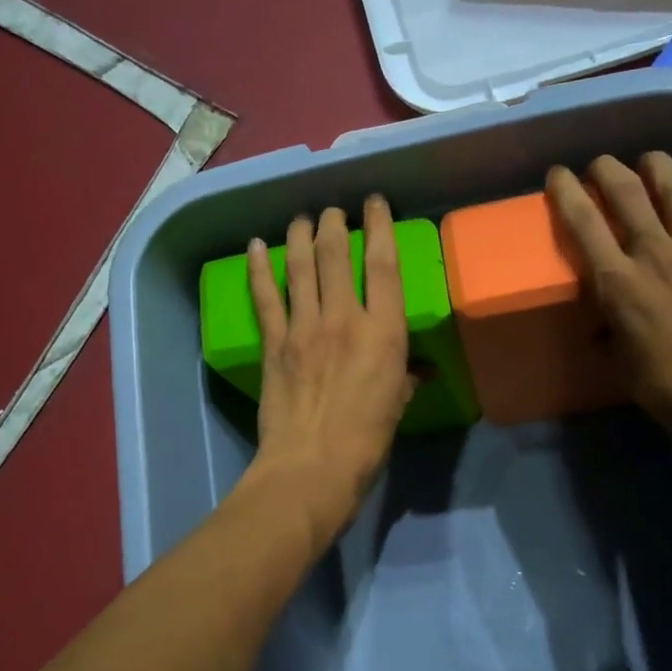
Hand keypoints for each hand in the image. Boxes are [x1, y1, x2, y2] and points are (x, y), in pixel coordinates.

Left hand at [241, 196, 416, 547]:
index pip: (384, 265)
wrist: (313, 467)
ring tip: (302, 219)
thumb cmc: (368, 441)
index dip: (380, 227)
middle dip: (335, 225)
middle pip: (336, 255)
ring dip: (300, 236)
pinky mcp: (274, 343)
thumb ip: (405, 379)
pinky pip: (265, 297)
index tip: (374, 203)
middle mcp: (344, 318)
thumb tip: (417, 371)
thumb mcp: (398, 406)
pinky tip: (254, 247)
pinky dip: (258, 269)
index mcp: (384, 333)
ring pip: (299, 267)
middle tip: (334, 212)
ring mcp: (304, 328)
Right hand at [546, 153, 671, 453]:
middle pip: (626, 191)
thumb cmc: (669, 388)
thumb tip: (602, 327)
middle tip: (600, 165)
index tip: (558, 175)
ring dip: (657, 166)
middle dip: (607, 169)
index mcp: (619, 283)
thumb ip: (608, 334)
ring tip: (650, 161)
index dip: (566, 192)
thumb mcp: (622, 364)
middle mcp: (655, 253)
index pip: (584, 223)